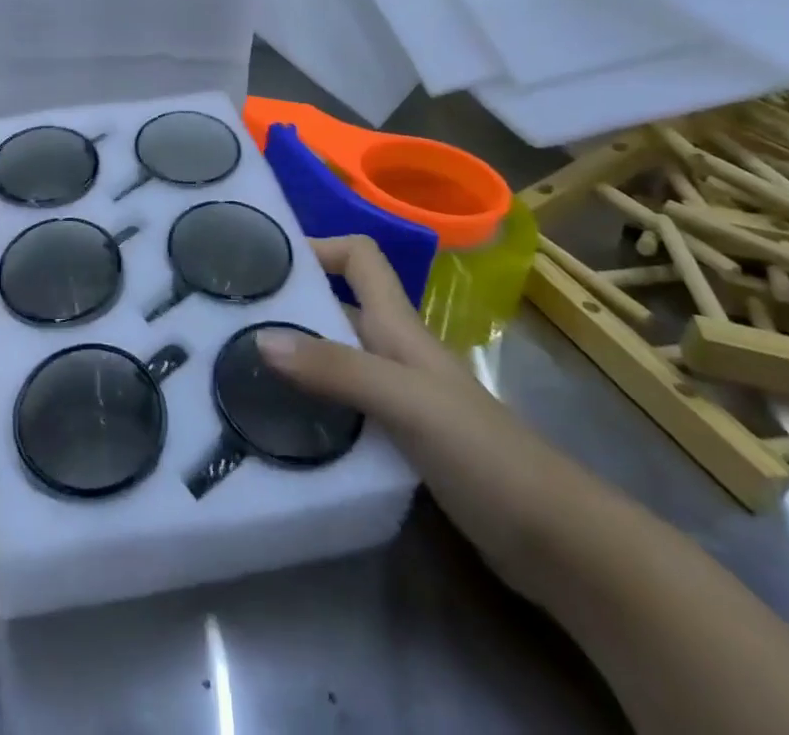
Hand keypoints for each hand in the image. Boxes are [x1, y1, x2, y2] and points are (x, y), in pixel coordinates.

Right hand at [256, 235, 565, 590]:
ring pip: (335, 361)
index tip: (267, 262)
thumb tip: (260, 338)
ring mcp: (399, 398)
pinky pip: (343, 408)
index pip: (359, 257)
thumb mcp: (406, 402)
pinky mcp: (399, 442)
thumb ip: (337, 369)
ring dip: (294, 361)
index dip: (319, 245)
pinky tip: (283, 428)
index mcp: (398, 327)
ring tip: (240, 373)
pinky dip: (313, 408)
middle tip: (230, 323)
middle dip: (288, 308)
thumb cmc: (484, 454)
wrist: (558, 543)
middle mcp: (393, 352)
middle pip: (336, 308)